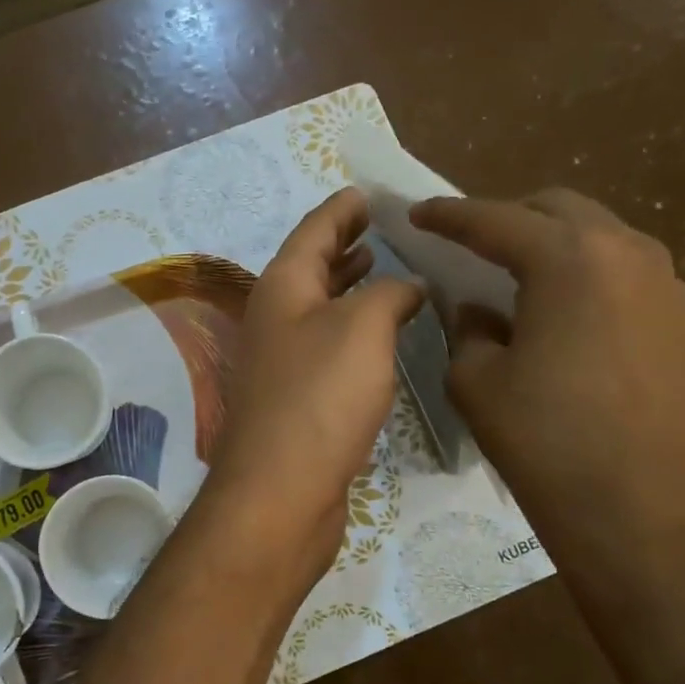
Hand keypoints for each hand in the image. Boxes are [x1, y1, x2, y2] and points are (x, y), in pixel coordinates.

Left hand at [206, 188, 424, 582]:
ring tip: (384, 267)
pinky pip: (329, 346)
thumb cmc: (320, 398)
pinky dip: (355, 329)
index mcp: (283, 287)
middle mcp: (276, 318)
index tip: (367, 192)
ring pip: (321, 308)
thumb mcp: (363, 328)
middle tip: (383, 227)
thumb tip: (408, 285)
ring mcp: (283, 361)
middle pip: (312, 267)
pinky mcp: (299, 398)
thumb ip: (389, 293)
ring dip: (350, 286)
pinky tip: (382, 334)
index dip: (342, 209)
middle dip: (345, 244)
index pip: (314, 230)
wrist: (282, 491)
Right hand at [409, 190, 684, 592]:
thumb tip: (479, 310)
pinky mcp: (682, 319)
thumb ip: (469, 328)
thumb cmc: (544, 440)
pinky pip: (625, 272)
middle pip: (556, 209)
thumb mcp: (476, 380)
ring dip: (552, 243)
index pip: (496, 221)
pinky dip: (586, 274)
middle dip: (507, 218)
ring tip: (517, 275)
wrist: (636, 510)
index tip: (418, 213)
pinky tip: (565, 312)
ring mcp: (665, 284)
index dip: (449, 216)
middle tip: (469, 243)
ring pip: (597, 235)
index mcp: (569, 259)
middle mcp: (626, 253)